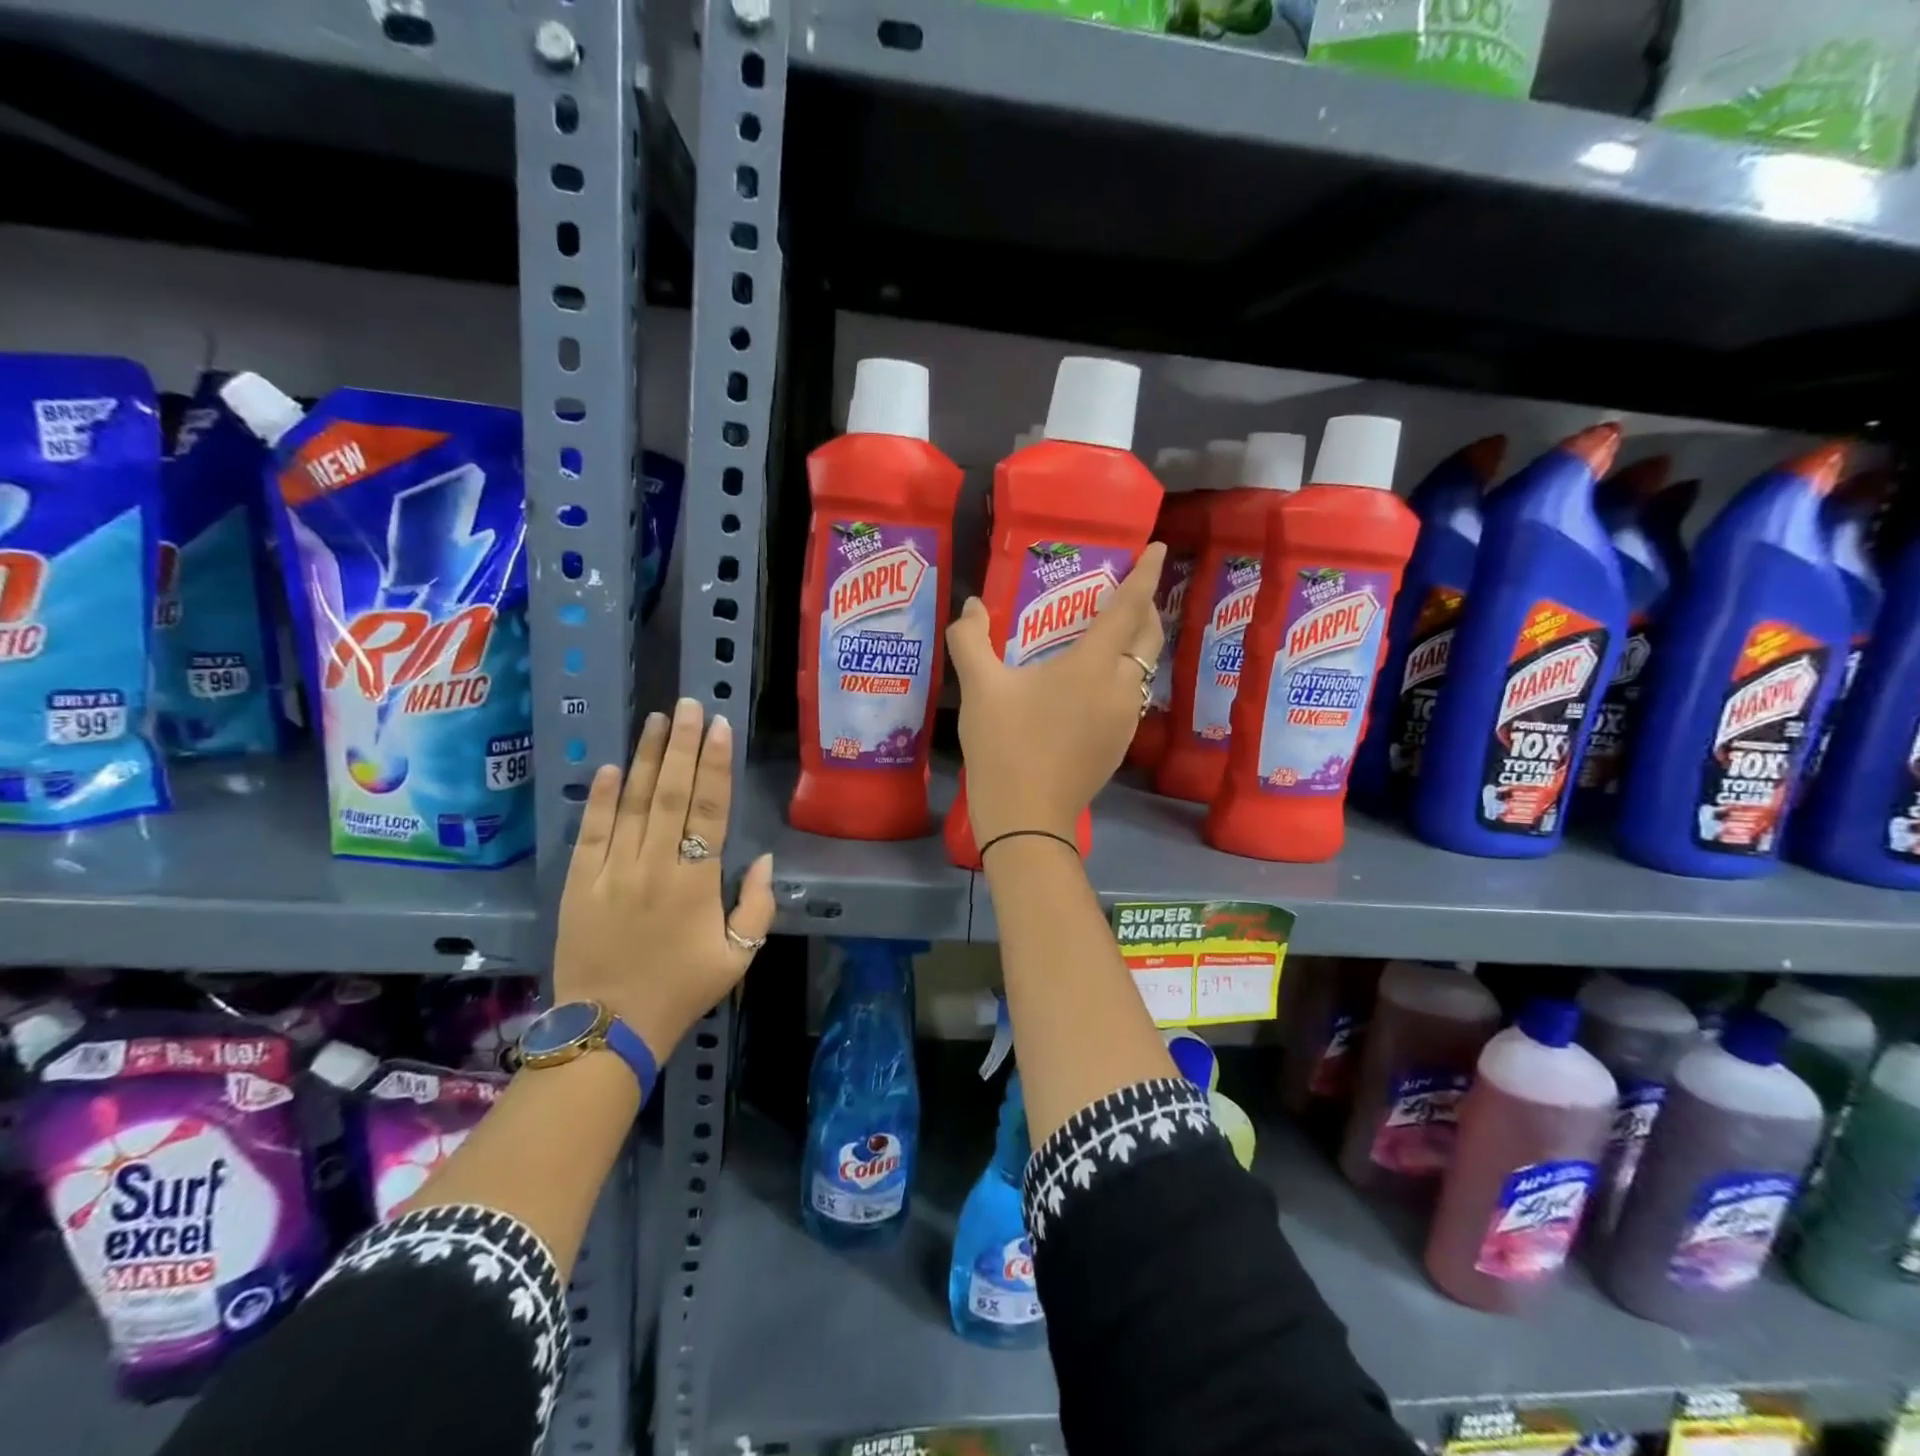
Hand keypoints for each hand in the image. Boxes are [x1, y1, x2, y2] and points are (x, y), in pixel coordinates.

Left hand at [554, 698, 774, 1058]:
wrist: (610, 1028)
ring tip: (654, 720)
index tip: (718, 728)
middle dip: (680, 745)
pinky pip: (590, 833)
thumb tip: (762, 859)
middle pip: (669, 794)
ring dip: (644, 759)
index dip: (715, 766)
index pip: (709, 810)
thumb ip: (757, 906)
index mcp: (696, 882)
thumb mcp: (739, 956)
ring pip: (630, 804)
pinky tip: (609, 768)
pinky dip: (598, 798)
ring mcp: (611, 872)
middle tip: (687, 704)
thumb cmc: (682, 990)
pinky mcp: (578, 884)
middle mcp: (654, 866)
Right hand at [946, 543, 1166, 844]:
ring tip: (1113, 631)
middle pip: (1148, 636)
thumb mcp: (980, 688)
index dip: (1144, 575)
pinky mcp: (1120, 744)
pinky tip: (1097, 681)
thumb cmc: (1004, 746)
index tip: (1157, 548)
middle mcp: (1122, 688)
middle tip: (1129, 588)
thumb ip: (971, 640)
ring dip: (1137, 643)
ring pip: (1145, 668)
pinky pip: (1134, 695)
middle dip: (1146, 606)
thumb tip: (969, 605)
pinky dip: (1125, 674)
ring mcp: (1126, 719)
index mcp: (1093, 666)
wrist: (1026, 818)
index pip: (1128, 608)